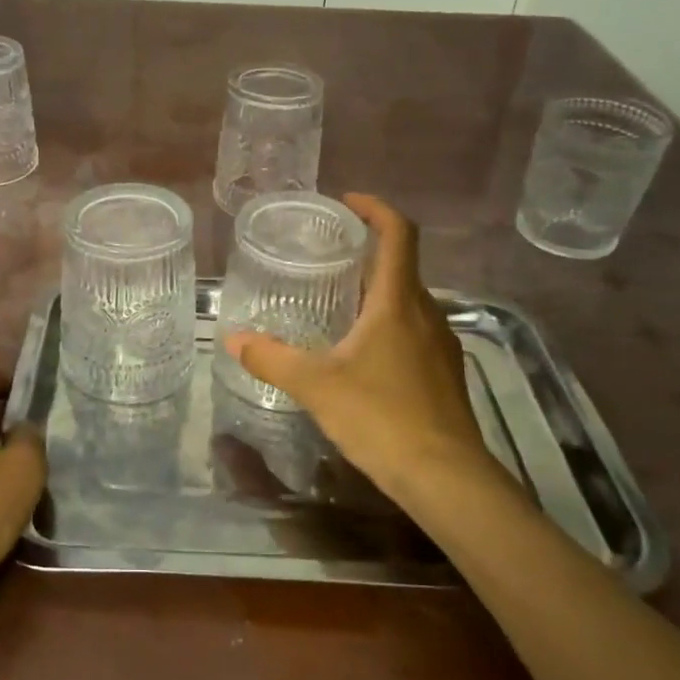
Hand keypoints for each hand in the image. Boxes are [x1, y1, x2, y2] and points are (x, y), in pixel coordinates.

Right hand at [224, 194, 505, 509]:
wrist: (446, 477)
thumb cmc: (381, 417)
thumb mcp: (316, 386)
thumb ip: (272, 359)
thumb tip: (233, 340)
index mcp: (397, 302)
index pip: (399, 234)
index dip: (376, 209)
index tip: (347, 202)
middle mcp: (426, 313)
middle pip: (401, 266)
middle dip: (366, 254)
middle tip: (326, 257)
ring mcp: (441, 344)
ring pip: (407, 301)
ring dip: (376, 291)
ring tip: (337, 303)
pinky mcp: (444, 372)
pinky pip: (414, 330)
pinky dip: (387, 323)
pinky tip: (361, 353)